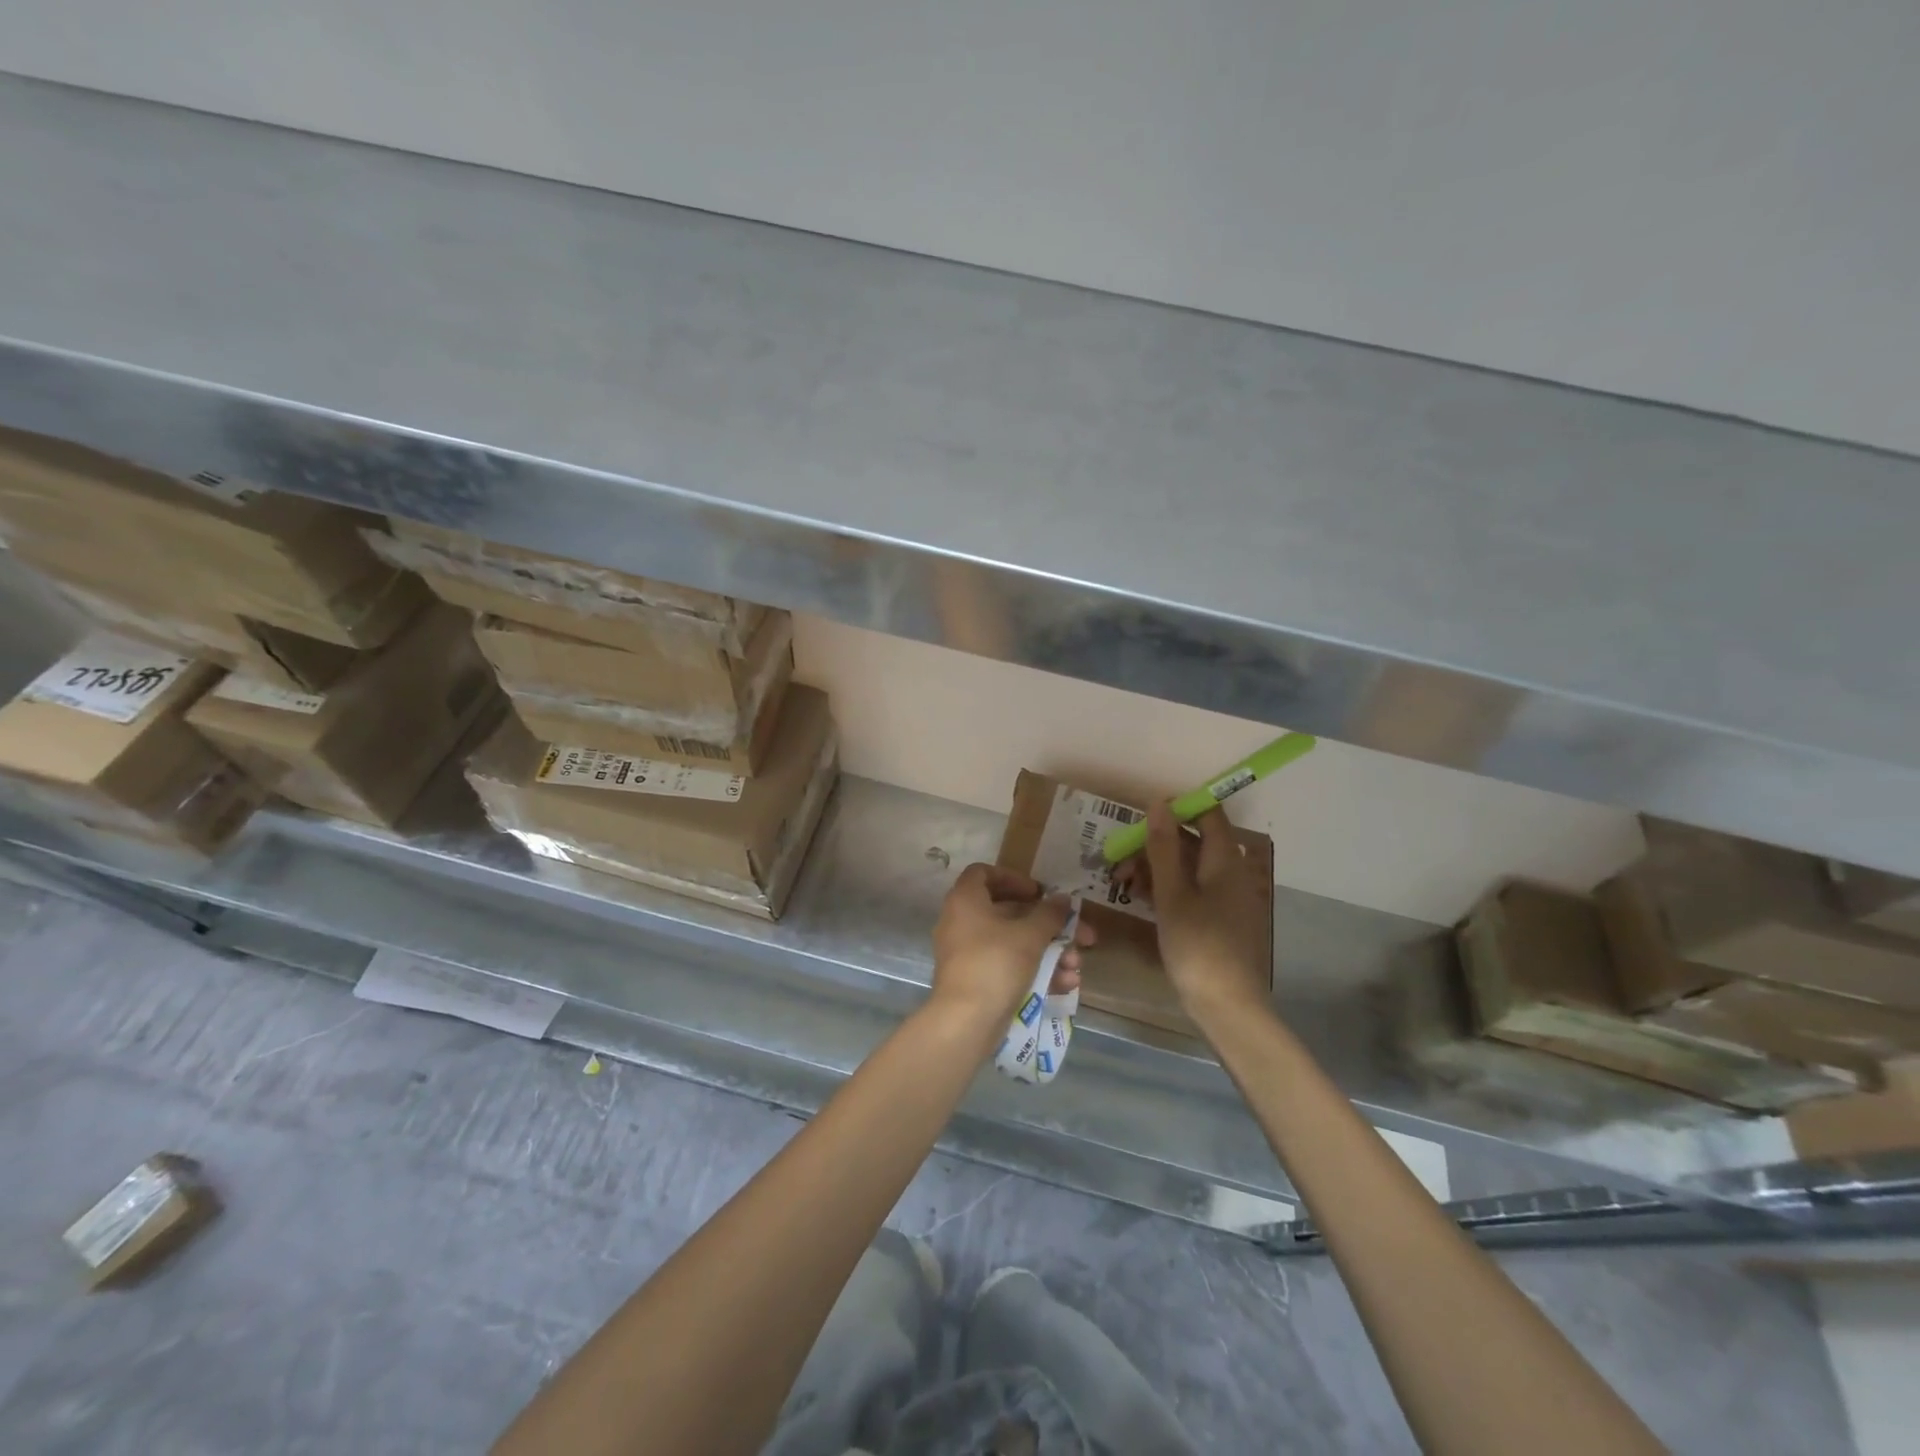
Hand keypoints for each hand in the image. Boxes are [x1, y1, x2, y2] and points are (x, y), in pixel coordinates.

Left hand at [930, 864, 1094, 1030]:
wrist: (965, 1022)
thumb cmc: (995, 964)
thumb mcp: (1029, 935)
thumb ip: (1049, 914)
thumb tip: (1062, 900)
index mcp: (966, 900)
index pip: (983, 873)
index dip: (1014, 878)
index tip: (1040, 893)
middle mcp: (962, 922)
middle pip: (1010, 913)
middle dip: (1049, 925)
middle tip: (1080, 935)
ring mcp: (968, 954)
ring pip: (1014, 944)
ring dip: (1049, 952)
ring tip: (1075, 966)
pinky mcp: (976, 981)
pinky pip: (1008, 967)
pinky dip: (1035, 972)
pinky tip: (1064, 985)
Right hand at [1116, 803, 1270, 1022]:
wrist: (1227, 1006)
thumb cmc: (1198, 945)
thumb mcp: (1172, 894)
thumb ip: (1164, 847)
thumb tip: (1158, 802)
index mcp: (1225, 861)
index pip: (1208, 814)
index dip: (1178, 808)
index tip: (1142, 816)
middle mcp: (1230, 873)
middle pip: (1194, 841)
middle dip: (1155, 843)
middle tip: (1120, 859)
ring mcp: (1226, 897)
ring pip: (1189, 867)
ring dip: (1156, 867)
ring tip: (1122, 882)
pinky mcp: (1218, 919)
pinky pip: (1192, 889)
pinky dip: (1167, 888)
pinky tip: (1141, 899)